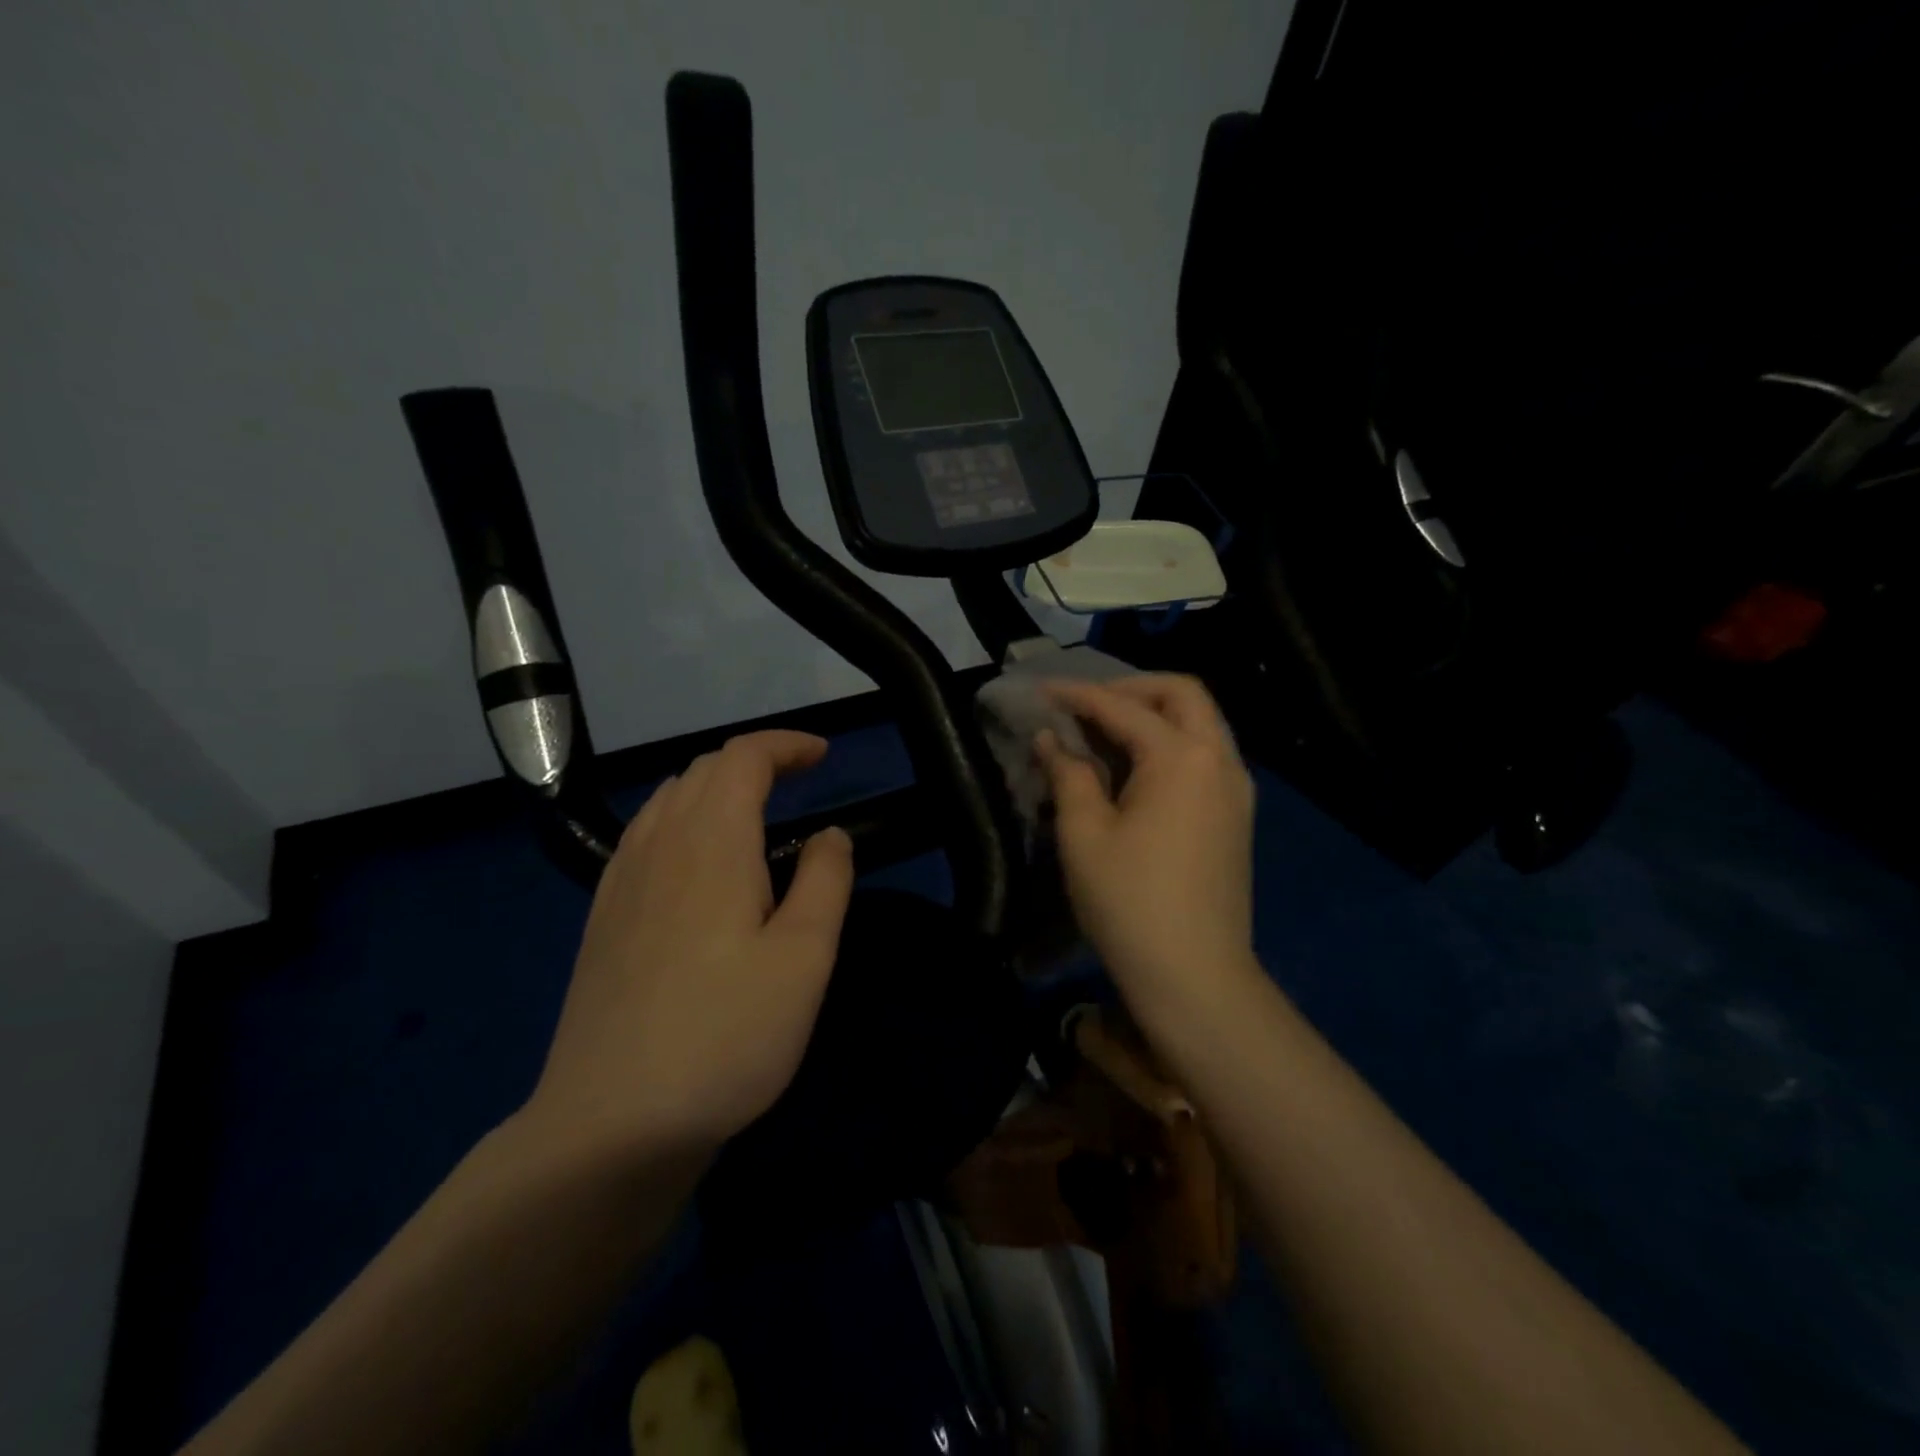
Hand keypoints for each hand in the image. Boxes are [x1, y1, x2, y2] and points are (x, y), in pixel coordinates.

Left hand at [526, 731, 854, 1157]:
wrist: (610, 1124)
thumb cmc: (725, 1036)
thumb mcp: (805, 959)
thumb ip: (825, 881)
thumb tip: (828, 835)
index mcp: (711, 842)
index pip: (743, 758)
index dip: (786, 745)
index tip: (825, 755)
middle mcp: (658, 845)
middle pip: (703, 770)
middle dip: (755, 761)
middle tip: (800, 783)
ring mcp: (621, 881)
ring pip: (668, 801)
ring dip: (716, 788)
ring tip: (755, 815)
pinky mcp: (603, 918)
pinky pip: (644, 836)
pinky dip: (682, 820)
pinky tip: (698, 864)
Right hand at [1037, 675, 1259, 1026]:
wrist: (1196, 975)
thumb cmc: (1130, 902)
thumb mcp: (1084, 834)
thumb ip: (1068, 774)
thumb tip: (1050, 739)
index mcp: (1181, 757)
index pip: (1122, 707)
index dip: (1077, 695)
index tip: (1040, 692)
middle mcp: (1219, 759)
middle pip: (1182, 693)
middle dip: (1131, 687)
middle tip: (1086, 704)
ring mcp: (1235, 787)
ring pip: (1200, 721)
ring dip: (1154, 712)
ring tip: (1104, 731)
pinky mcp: (1236, 814)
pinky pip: (1205, 753)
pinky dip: (1171, 742)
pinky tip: (1135, 767)